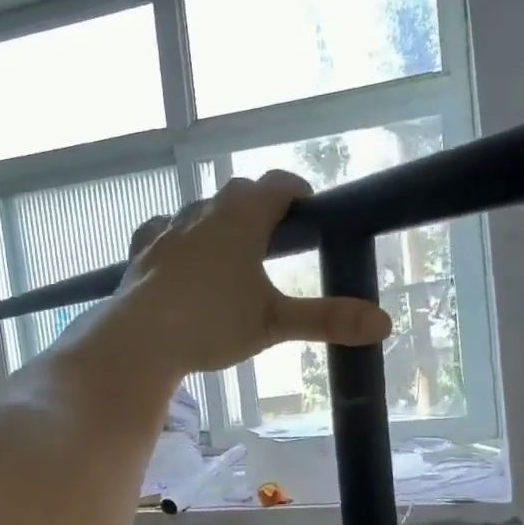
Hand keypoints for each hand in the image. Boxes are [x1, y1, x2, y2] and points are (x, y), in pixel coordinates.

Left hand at [112, 172, 391, 381]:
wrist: (140, 339)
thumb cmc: (212, 324)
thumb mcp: (274, 323)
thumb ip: (326, 319)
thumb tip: (383, 323)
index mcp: (242, 218)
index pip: (276, 185)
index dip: (296, 190)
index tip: (307, 205)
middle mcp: (204, 212)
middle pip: (238, 193)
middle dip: (258, 204)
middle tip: (274, 233)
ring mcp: (168, 230)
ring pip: (199, 209)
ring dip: (218, 219)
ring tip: (230, 247)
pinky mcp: (142, 251)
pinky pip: (162, 230)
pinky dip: (177, 235)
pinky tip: (176, 252)